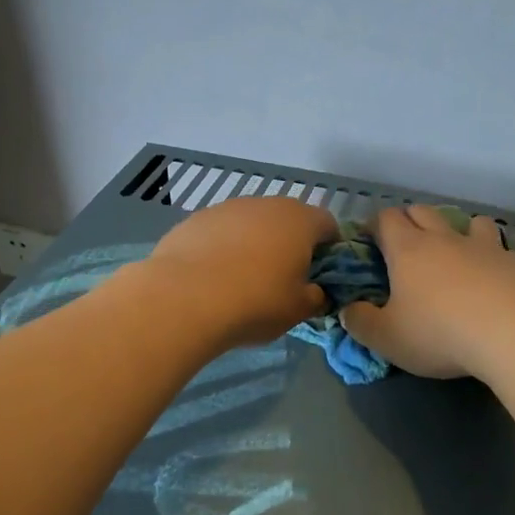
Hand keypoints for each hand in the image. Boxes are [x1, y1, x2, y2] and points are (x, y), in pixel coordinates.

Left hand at [141, 195, 338, 349]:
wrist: (185, 298)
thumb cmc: (256, 302)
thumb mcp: (298, 310)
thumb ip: (315, 297)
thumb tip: (315, 292)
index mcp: (300, 221)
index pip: (328, 225)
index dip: (330, 248)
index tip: (321, 273)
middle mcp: (266, 204)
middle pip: (288, 219)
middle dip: (290, 244)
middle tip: (283, 278)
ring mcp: (227, 208)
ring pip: (251, 223)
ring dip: (254, 244)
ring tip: (243, 279)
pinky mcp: (194, 219)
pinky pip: (220, 232)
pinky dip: (222, 248)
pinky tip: (212, 277)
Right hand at [340, 205, 514, 377]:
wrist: (513, 332)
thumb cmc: (439, 333)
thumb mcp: (387, 338)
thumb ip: (361, 322)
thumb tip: (348, 310)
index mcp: (408, 250)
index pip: (386, 219)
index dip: (375, 226)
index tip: (370, 241)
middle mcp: (444, 239)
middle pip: (424, 212)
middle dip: (411, 221)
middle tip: (406, 246)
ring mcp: (484, 247)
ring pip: (469, 222)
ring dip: (459, 230)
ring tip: (457, 252)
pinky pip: (501, 249)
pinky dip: (493, 257)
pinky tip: (495, 277)